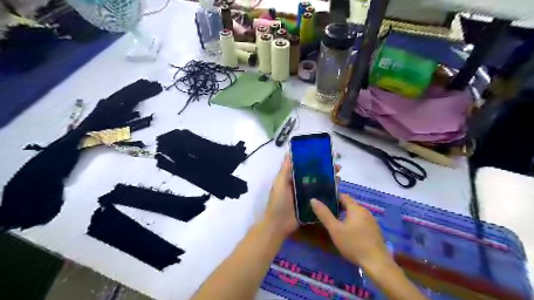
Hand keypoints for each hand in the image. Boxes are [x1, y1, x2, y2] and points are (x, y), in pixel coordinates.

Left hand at [264, 156, 341, 237]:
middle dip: (325, 171)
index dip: (314, 161)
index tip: (325, 156)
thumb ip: (284, 171)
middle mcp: (299, 185)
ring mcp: (306, 196)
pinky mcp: (311, 205)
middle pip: (314, 175)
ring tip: (339, 177)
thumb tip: (288, 153)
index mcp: (291, 179)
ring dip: (329, 181)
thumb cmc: (278, 202)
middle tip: (338, 167)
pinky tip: (337, 191)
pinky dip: (328, 193)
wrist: (279, 225)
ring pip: (319, 185)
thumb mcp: (279, 184)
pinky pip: (321, 197)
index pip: (304, 167)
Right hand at [309, 194, 390, 269]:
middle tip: (325, 213)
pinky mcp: (374, 230)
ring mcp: (371, 221)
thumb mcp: (335, 229)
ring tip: (334, 222)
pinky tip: (347, 232)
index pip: (343, 196)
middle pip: (349, 204)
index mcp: (356, 208)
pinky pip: (360, 221)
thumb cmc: (353, 244)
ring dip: (345, 215)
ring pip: (355, 213)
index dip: (332, 197)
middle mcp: (365, 211)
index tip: (322, 201)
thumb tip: (313, 200)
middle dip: (337, 207)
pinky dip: (352, 222)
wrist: (376, 263)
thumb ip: (324, 214)